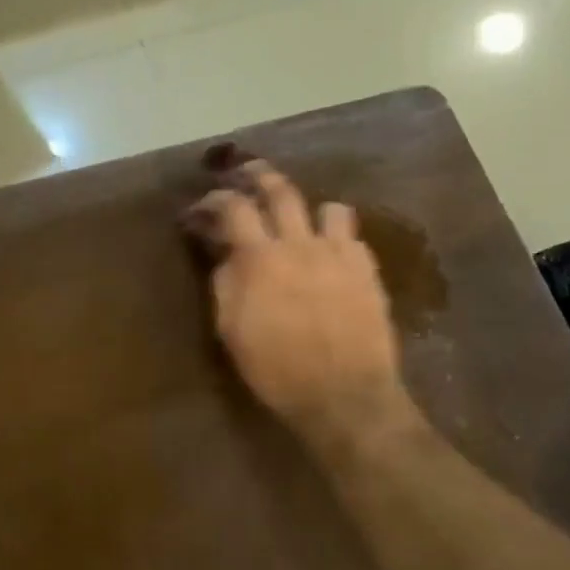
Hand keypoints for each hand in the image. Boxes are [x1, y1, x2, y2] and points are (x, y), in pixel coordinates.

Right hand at [186, 159, 413, 434]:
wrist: (344, 397)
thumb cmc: (277, 369)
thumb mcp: (231, 330)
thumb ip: (226, 282)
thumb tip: (226, 254)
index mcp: (260, 258)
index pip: (233, 208)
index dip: (213, 200)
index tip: (202, 208)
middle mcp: (300, 244)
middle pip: (281, 190)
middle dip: (259, 175)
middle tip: (247, 172)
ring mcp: (339, 254)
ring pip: (327, 207)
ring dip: (309, 210)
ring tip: (301, 221)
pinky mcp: (367, 271)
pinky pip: (353, 237)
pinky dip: (337, 239)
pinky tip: (331, 256)